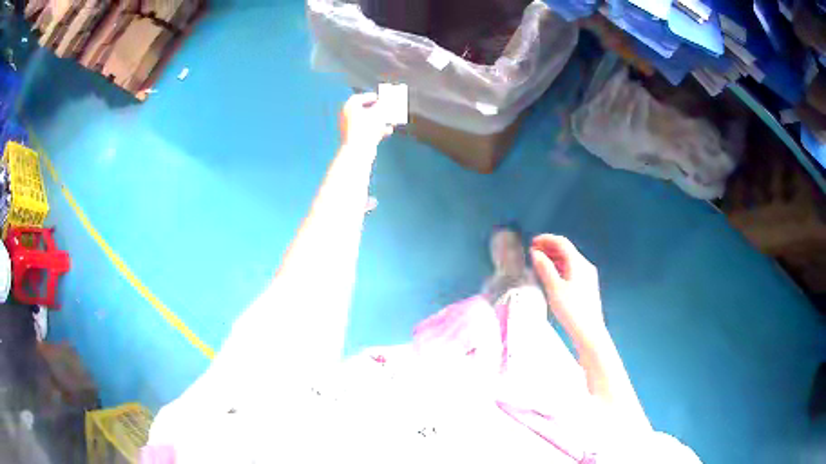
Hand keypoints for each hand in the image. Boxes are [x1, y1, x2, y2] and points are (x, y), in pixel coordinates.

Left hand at [339, 92, 393, 149]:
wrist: (358, 150)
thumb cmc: (365, 128)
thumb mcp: (378, 113)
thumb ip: (383, 105)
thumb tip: (386, 101)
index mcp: (349, 108)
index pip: (358, 98)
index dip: (369, 97)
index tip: (378, 98)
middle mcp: (347, 117)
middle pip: (363, 110)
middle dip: (377, 110)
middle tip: (386, 108)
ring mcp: (350, 129)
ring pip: (367, 121)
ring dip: (380, 120)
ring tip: (390, 120)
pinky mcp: (355, 139)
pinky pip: (367, 131)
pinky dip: (377, 129)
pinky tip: (388, 130)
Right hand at [530, 234, 607, 348]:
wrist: (589, 331)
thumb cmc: (572, 310)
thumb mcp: (554, 288)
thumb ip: (545, 268)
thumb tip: (536, 254)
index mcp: (578, 263)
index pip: (562, 242)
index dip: (546, 239)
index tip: (533, 242)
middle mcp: (585, 266)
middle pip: (566, 250)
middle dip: (549, 248)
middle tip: (534, 251)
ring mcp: (587, 276)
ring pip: (569, 260)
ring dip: (554, 258)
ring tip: (539, 262)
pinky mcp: (587, 285)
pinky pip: (572, 269)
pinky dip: (560, 267)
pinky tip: (551, 275)